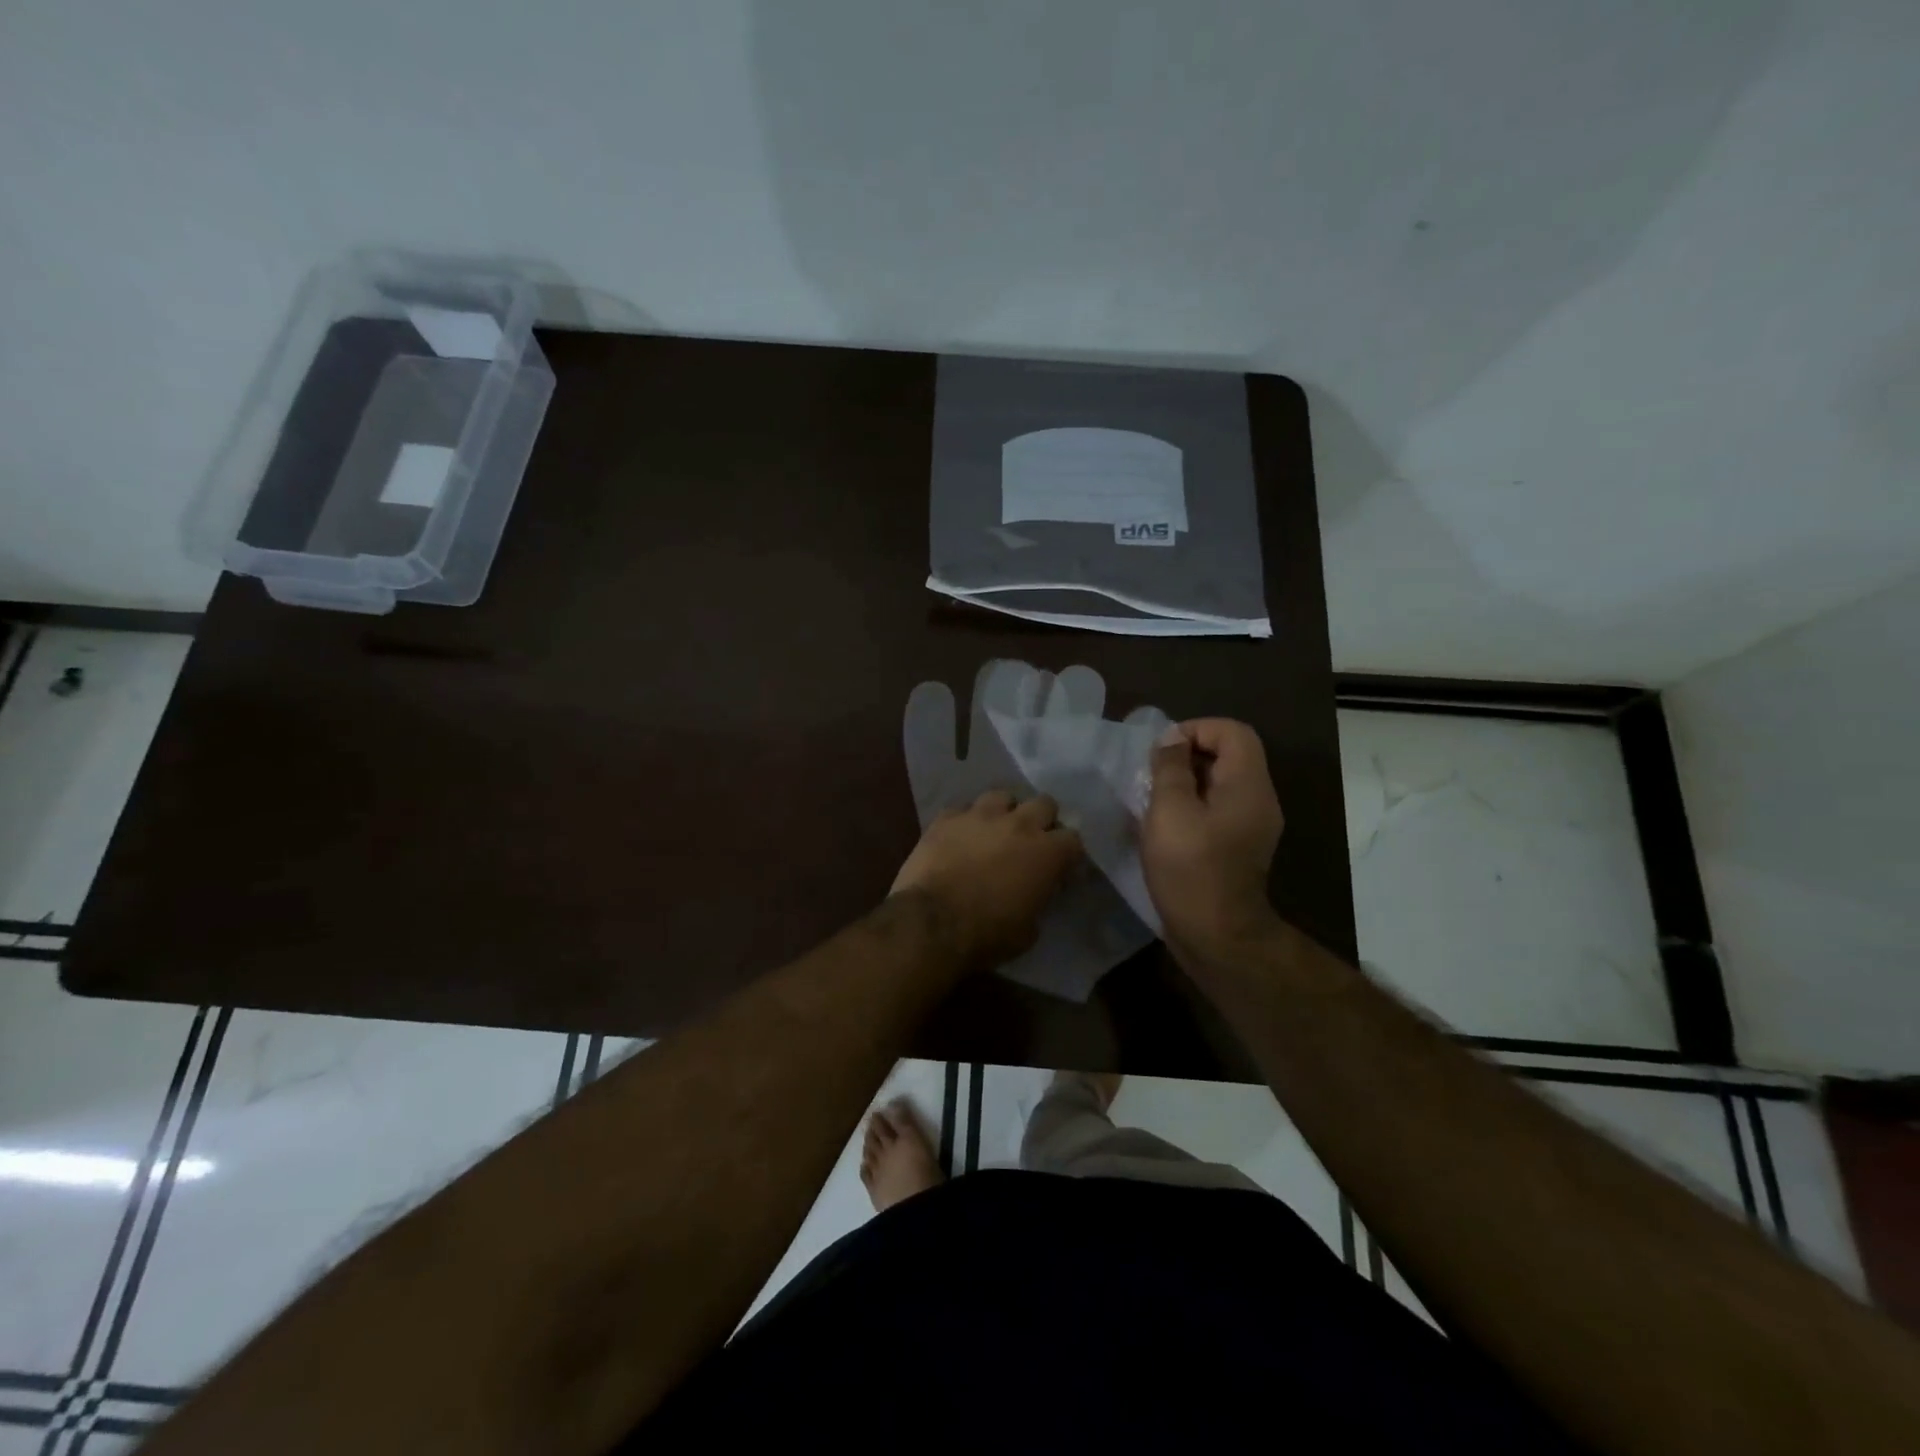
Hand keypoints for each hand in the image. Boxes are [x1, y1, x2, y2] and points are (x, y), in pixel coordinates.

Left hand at [891, 791, 1082, 968]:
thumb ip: (1038, 901)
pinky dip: (965, 822)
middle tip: (1031, 842)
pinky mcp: (946, 817)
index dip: (1067, 853)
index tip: (1060, 867)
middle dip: (1042, 820)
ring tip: (994, 831)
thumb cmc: (987, 934)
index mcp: (1047, 853)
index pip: (1073, 839)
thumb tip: (1034, 894)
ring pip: (1002, 796)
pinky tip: (959, 837)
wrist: (931, 922)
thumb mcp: (1028, 931)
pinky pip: (962, 809)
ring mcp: (980, 815)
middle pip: (1044, 803)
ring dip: (1004, 812)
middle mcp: (1019, 824)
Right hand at [1141, 719, 1283, 956]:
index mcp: (1248, 785)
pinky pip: (1217, 809)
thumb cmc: (1191, 869)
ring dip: (1185, 783)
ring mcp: (1251, 825)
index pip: (1232, 732)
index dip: (1196, 730)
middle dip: (1187, 756)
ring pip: (1220, 783)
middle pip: (1228, 755)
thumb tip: (1171, 739)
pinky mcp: (1239, 846)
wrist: (1217, 936)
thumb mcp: (1170, 811)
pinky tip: (1163, 826)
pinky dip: (1191, 806)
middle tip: (1152, 775)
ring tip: (1152, 799)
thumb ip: (1170, 768)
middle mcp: (1258, 799)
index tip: (1162, 752)